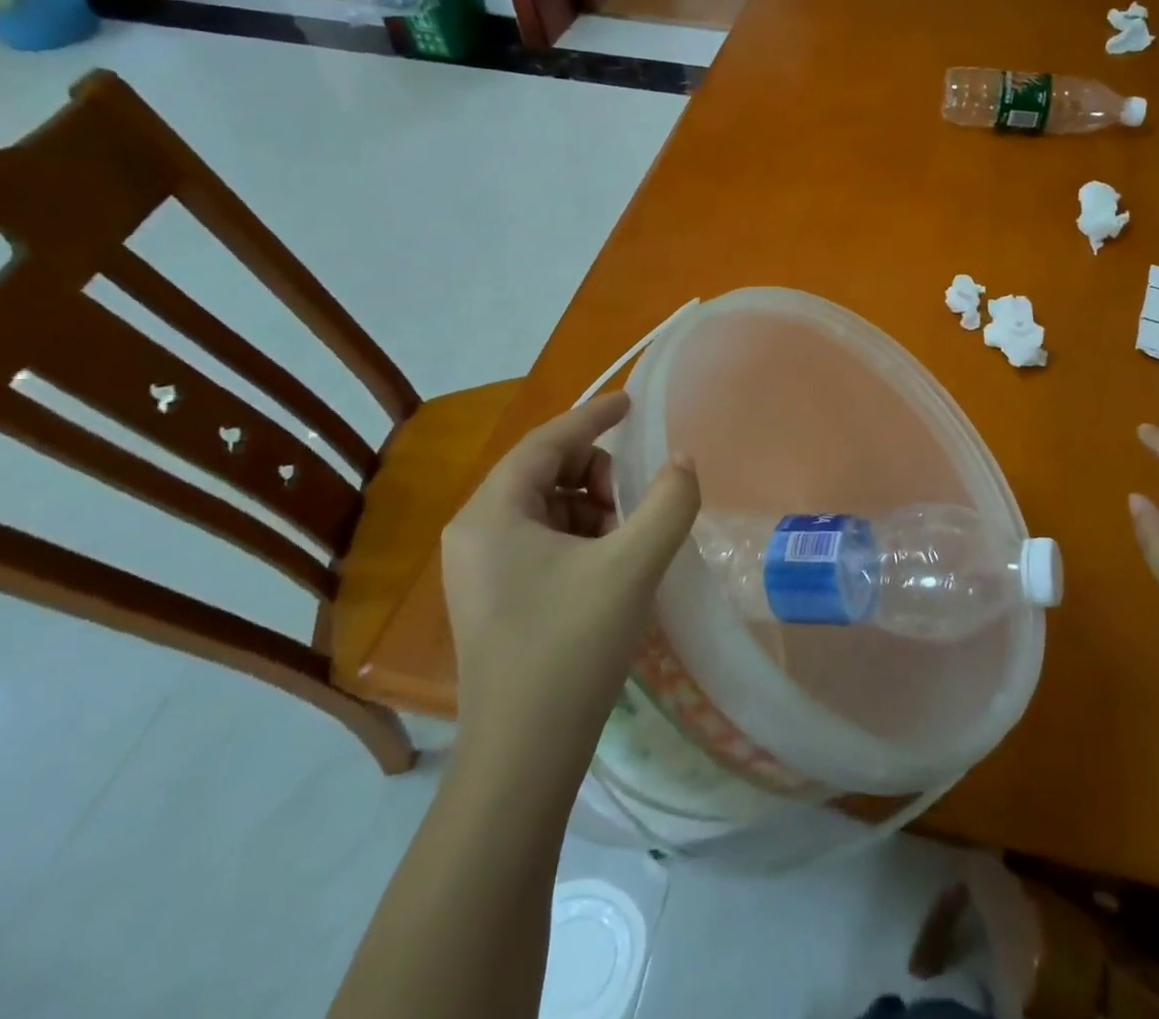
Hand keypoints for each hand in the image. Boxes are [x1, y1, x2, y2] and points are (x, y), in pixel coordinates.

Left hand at [441, 391, 699, 755]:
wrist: (523, 757)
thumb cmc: (571, 648)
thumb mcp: (632, 565)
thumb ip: (668, 502)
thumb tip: (683, 461)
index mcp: (492, 514)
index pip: (546, 442)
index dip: (593, 417)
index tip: (632, 402)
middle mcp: (475, 532)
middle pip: (545, 472)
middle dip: (597, 474)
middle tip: (635, 504)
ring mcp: (480, 568)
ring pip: (547, 508)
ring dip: (593, 508)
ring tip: (628, 542)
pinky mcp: (494, 597)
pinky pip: (541, 540)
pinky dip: (581, 537)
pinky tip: (610, 567)